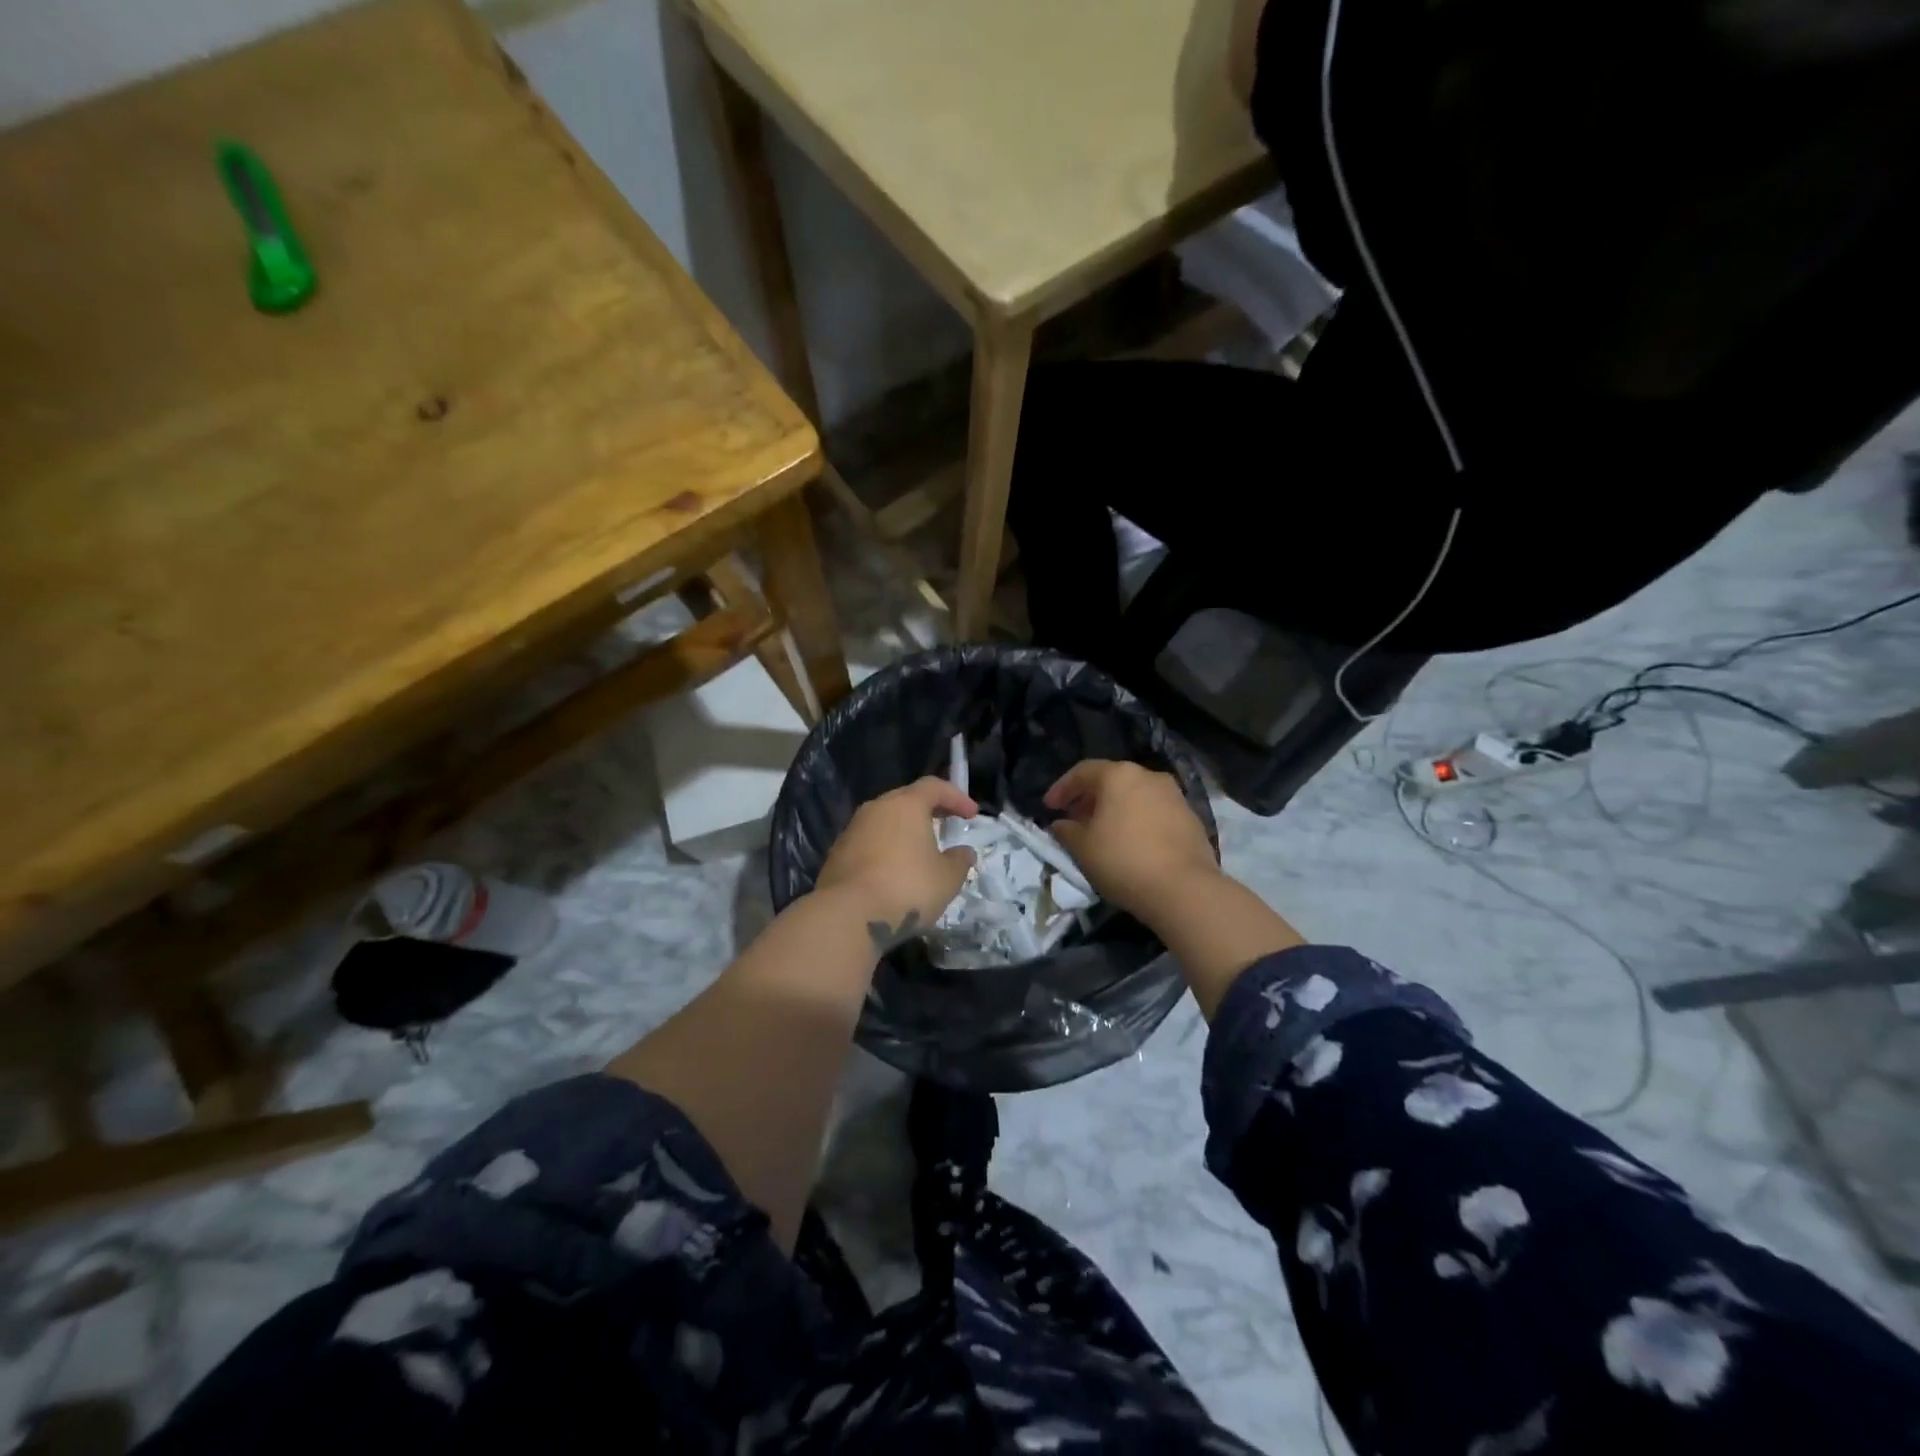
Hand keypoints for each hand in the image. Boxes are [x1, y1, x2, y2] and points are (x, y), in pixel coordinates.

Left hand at [815, 777, 978, 952]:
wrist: (848, 915)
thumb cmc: (907, 887)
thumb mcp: (947, 878)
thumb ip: (959, 860)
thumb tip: (964, 852)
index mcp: (906, 805)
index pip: (934, 786)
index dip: (956, 797)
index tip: (971, 815)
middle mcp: (876, 808)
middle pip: (906, 799)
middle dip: (928, 809)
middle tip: (945, 824)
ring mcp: (852, 830)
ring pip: (884, 820)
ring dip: (904, 830)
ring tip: (920, 850)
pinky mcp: (837, 853)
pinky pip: (868, 841)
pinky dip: (885, 848)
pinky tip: (893, 870)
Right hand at [1044, 760, 1218, 920]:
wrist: (1184, 889)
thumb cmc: (1123, 860)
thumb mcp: (1082, 848)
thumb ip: (1066, 831)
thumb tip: (1061, 824)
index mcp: (1119, 775)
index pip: (1082, 772)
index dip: (1061, 789)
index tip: (1048, 807)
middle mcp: (1149, 776)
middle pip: (1111, 781)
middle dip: (1089, 799)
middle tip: (1074, 820)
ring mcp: (1174, 796)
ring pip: (1135, 796)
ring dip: (1115, 810)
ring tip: (1101, 834)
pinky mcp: (1191, 818)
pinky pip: (1154, 812)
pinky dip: (1137, 821)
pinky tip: (1130, 843)